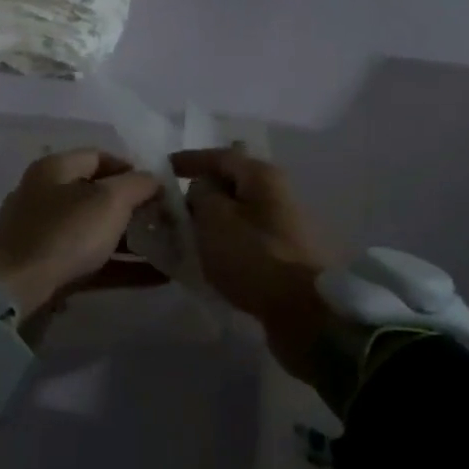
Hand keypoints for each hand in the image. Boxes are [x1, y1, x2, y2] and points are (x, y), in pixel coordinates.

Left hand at [0, 150, 163, 317]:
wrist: (16, 289)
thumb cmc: (65, 233)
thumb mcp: (109, 200)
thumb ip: (138, 184)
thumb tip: (154, 180)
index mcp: (55, 169)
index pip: (100, 157)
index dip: (133, 169)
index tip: (159, 189)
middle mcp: (46, 196)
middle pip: (99, 196)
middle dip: (135, 208)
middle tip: (165, 222)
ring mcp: (44, 234)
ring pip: (97, 231)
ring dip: (132, 241)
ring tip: (167, 251)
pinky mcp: (48, 267)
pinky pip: (92, 261)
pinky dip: (121, 267)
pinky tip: (155, 277)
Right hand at [171, 148, 333, 383]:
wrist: (305, 312)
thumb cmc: (254, 257)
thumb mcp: (215, 219)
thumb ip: (201, 195)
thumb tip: (203, 189)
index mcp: (263, 176)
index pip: (220, 156)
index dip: (189, 160)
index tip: (163, 168)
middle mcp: (278, 193)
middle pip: (232, 184)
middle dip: (201, 193)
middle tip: (169, 209)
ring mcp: (285, 225)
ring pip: (239, 213)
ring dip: (213, 221)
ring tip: (185, 235)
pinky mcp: (286, 255)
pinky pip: (247, 239)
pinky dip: (226, 242)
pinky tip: (209, 257)